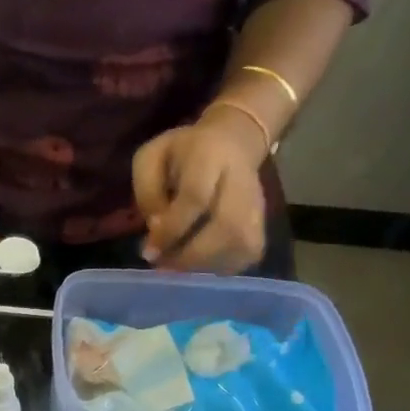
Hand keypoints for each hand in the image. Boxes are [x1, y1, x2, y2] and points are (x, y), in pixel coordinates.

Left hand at [131, 107, 267, 271]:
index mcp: (210, 156)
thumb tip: (156, 229)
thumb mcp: (152, 158)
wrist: (233, 143)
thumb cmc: (183, 154)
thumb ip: (148, 191)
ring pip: (240, 246)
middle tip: (162, 264)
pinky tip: (197, 263)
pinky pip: (243, 257)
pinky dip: (217, 267)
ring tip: (175, 265)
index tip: (148, 250)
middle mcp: (242, 181)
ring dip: (202, 265)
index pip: (196, 197)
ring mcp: (258, 205)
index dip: (171, 229)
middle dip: (189, 255)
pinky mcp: (261, 227)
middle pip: (227, 227)